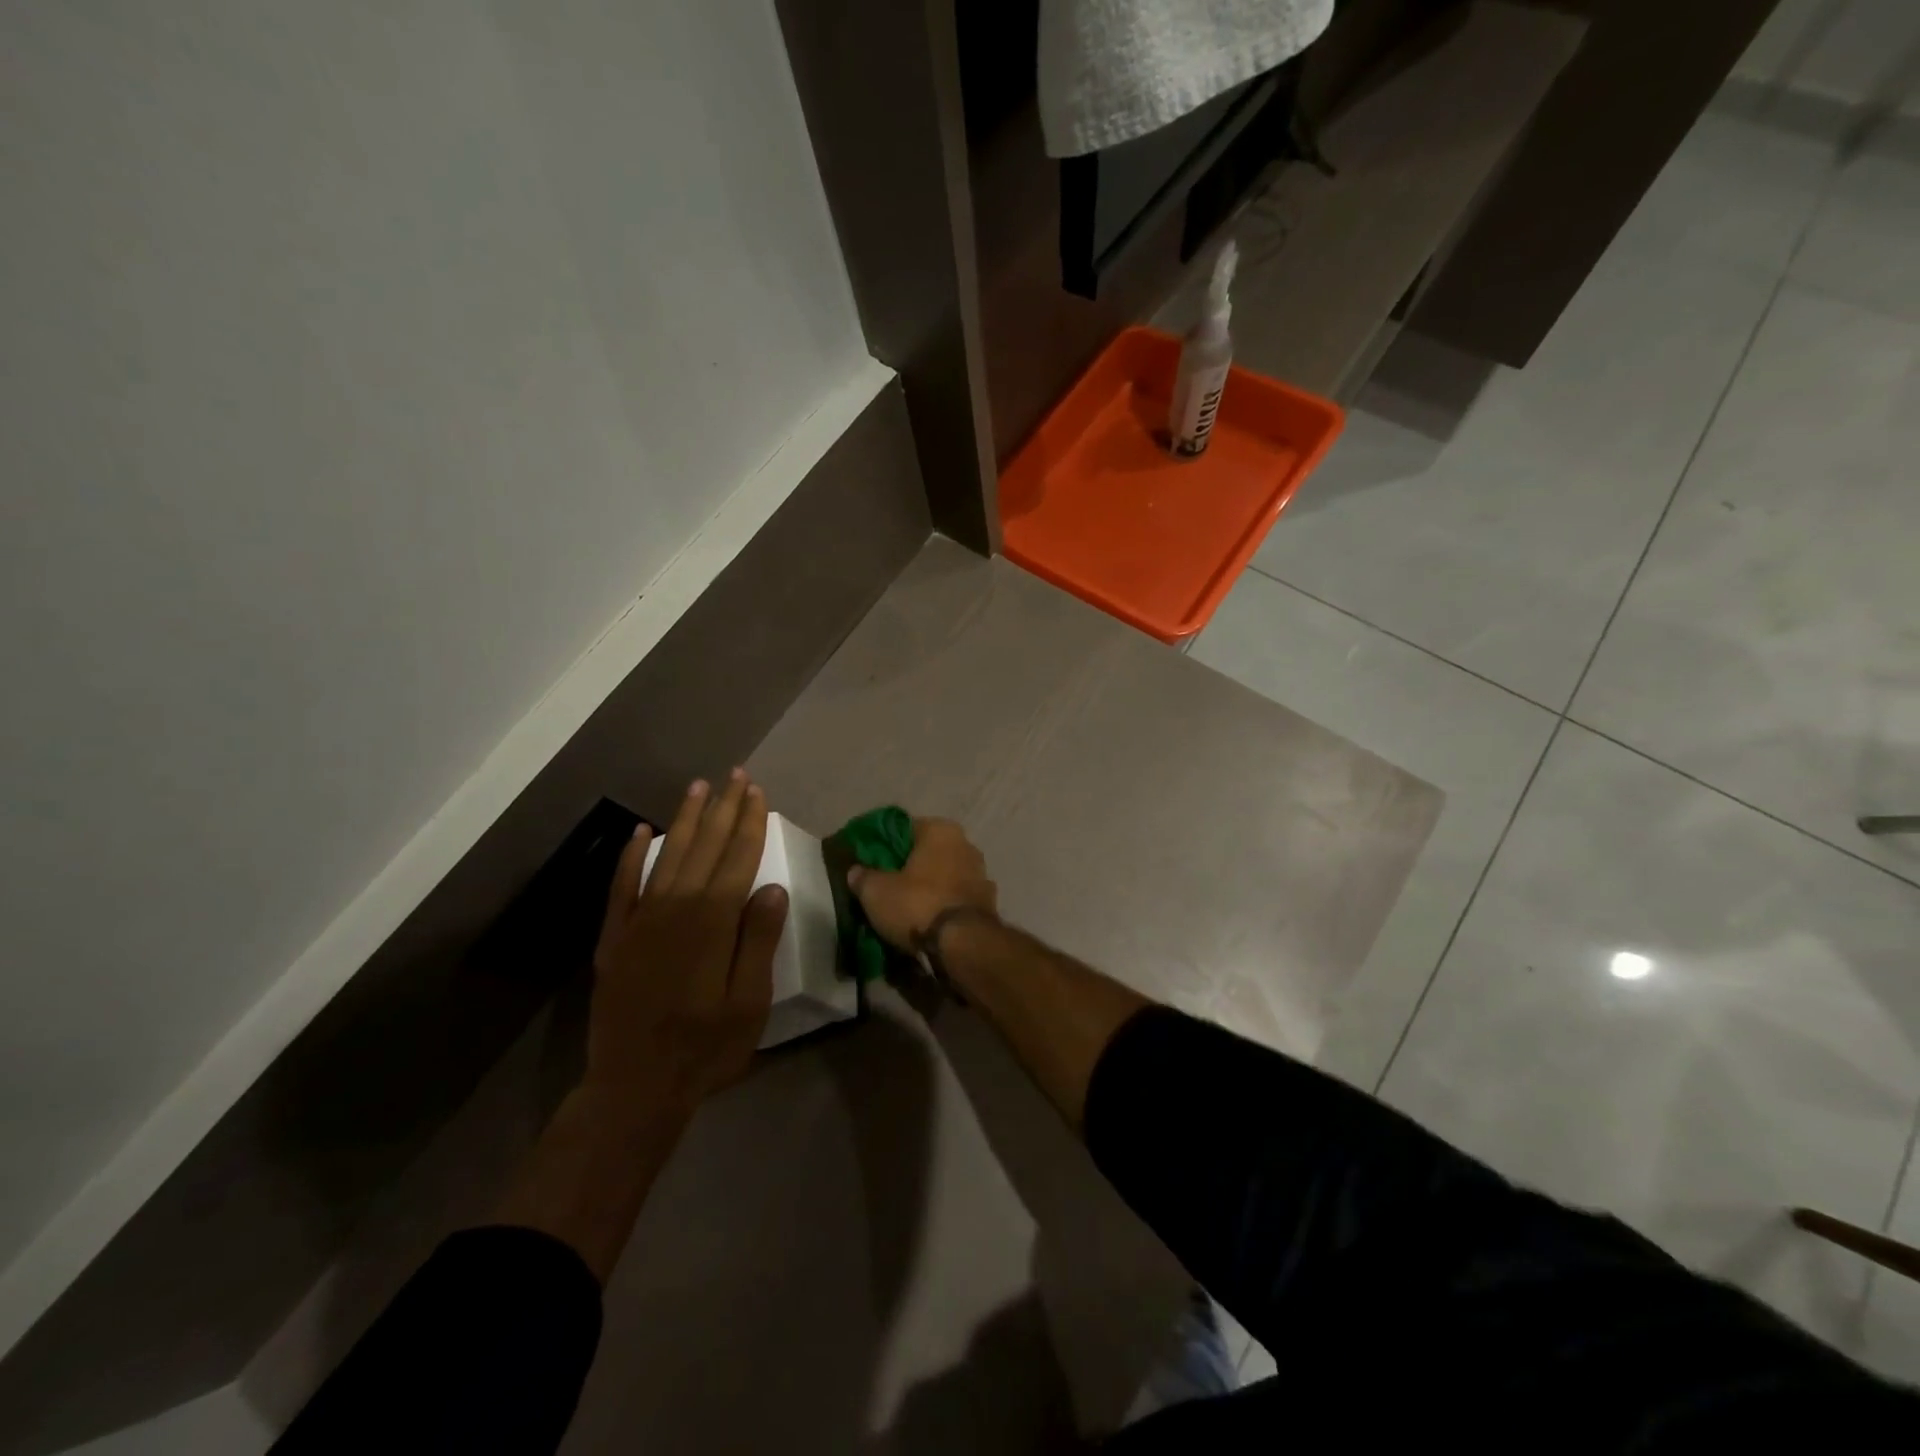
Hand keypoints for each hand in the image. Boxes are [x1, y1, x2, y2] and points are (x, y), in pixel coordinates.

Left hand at [586, 771, 788, 1120]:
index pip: (737, 858)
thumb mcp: (748, 1002)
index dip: (749, 823)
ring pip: (667, 856)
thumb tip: (771, 888)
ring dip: (684, 819)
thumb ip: (758, 941)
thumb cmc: (704, 1048)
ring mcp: (639, 920)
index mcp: (712, 922)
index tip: (757, 793)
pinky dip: (631, 856)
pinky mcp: (614, 937)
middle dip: (723, 809)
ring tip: (698, 788)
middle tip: (735, 775)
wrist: (633, 1087)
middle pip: (705, 847)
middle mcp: (675, 909)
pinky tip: (639, 832)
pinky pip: (622, 885)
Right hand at [847, 816, 996, 949]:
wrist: (963, 945)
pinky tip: (928, 923)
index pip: (906, 829)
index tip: (870, 862)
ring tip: (906, 909)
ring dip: (930, 889)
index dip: (885, 845)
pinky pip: (956, 901)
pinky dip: (944, 908)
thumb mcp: (876, 891)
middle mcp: (967, 845)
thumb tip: (856, 871)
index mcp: (941, 830)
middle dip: (910, 868)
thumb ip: (863, 877)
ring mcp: (982, 875)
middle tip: (886, 886)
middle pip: (928, 853)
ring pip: (945, 877)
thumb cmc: (917, 904)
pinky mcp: (989, 905)